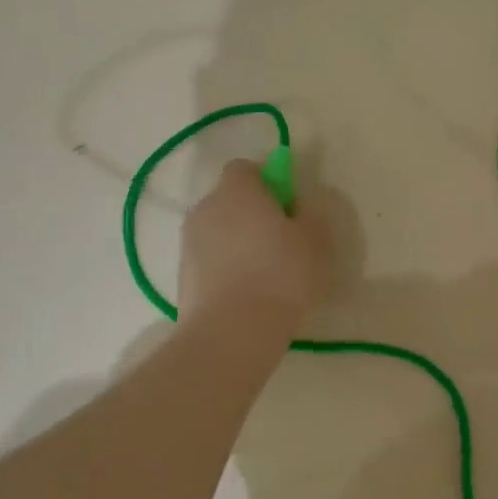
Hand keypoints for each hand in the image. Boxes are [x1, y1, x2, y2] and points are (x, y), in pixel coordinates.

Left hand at [178, 160, 327, 332]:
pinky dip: (226, 268)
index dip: (267, 182)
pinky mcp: (183, 275)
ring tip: (265, 273)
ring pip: (219, 231)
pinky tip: (247, 293)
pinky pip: (210, 260)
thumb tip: (298, 204)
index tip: (288, 207)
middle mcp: (206, 208)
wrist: (232, 330)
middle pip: (230, 199)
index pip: (245, 168)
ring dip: (238, 242)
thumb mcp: (314, 239)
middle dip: (252, 213)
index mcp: (236, 190)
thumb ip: (309, 212)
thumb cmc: (281, 274)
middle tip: (282, 241)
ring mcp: (189, 242)